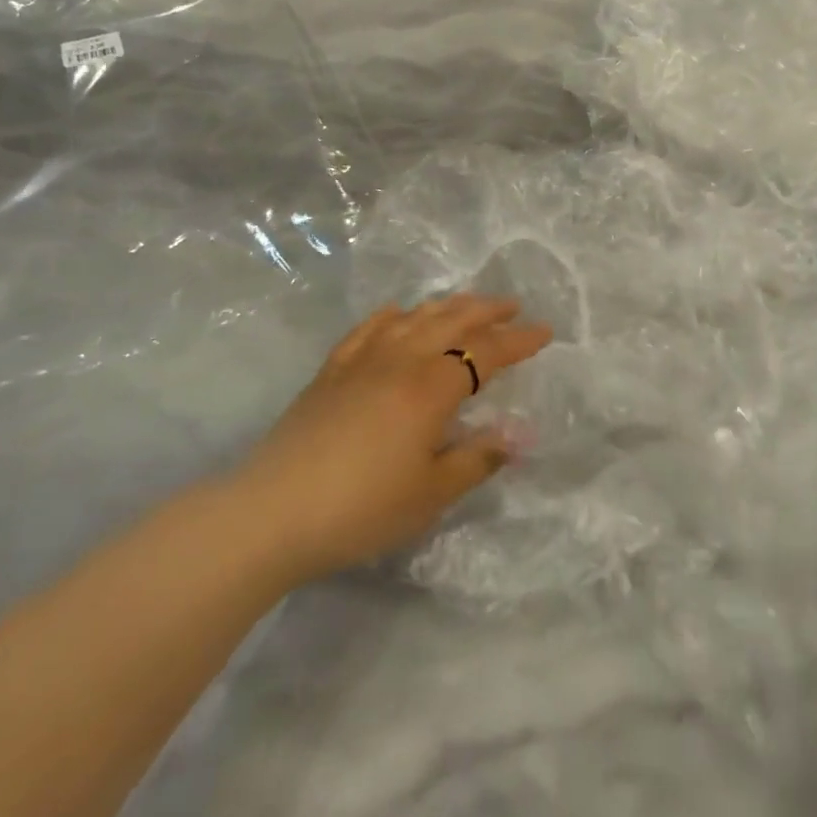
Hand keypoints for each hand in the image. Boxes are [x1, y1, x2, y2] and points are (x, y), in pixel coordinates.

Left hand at [236, 295, 552, 586]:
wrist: (270, 513)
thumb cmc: (361, 508)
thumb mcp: (431, 494)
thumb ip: (477, 459)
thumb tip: (517, 436)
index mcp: (432, 387)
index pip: (487, 352)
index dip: (520, 340)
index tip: (546, 332)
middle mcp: (401, 360)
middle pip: (452, 321)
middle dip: (487, 310)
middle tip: (512, 306)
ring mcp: (362, 360)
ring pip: (414, 317)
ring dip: (447, 306)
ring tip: (467, 303)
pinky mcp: (331, 370)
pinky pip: (368, 329)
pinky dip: (392, 316)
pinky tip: (398, 314)